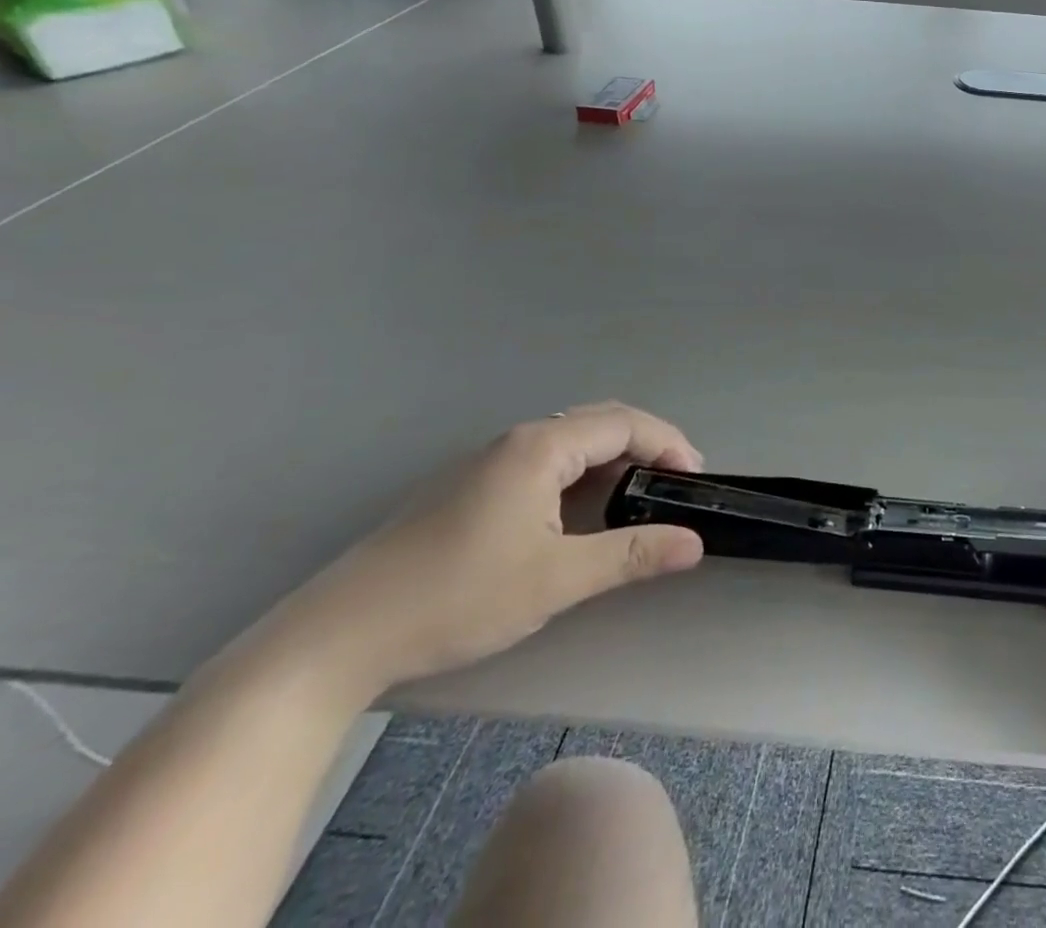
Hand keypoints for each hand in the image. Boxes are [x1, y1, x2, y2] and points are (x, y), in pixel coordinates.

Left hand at [281, 402, 702, 698]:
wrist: (333, 640)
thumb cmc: (455, 598)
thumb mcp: (556, 581)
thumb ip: (632, 554)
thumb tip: (694, 544)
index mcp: (540, 448)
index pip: (625, 424)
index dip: (669, 444)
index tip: (695, 479)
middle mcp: (515, 441)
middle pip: (600, 422)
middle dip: (647, 445)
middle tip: (674, 485)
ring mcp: (485, 463)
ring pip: (570, 442)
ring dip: (613, 460)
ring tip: (637, 498)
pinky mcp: (467, 488)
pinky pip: (543, 461)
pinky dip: (580, 474)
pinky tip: (579, 513)